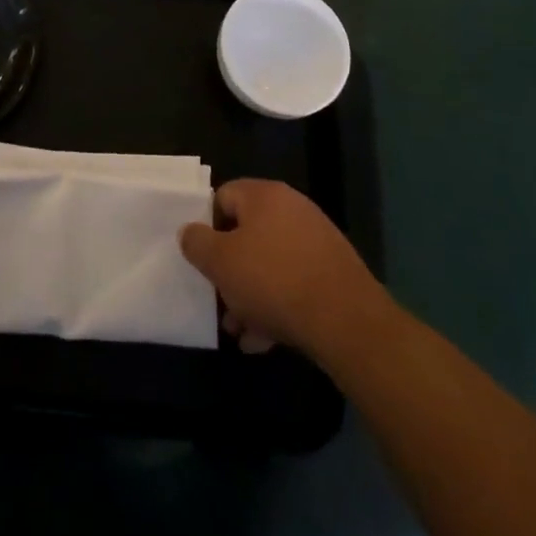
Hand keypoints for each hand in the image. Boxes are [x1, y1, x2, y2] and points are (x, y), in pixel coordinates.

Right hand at [179, 178, 385, 358]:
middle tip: (219, 300)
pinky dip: (277, 306)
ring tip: (239, 330)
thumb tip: (189, 232)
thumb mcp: (221, 262)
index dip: (207, 226)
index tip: (201, 258)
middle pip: (247, 234)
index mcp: (264, 195)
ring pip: (270, 264)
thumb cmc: (274, 280)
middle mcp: (292, 209)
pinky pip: (294, 283)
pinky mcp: (332, 273)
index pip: (224, 196)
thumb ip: (197, 243)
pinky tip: (264, 339)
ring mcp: (316, 241)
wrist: (347, 321)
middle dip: (230, 270)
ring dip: (251, 295)